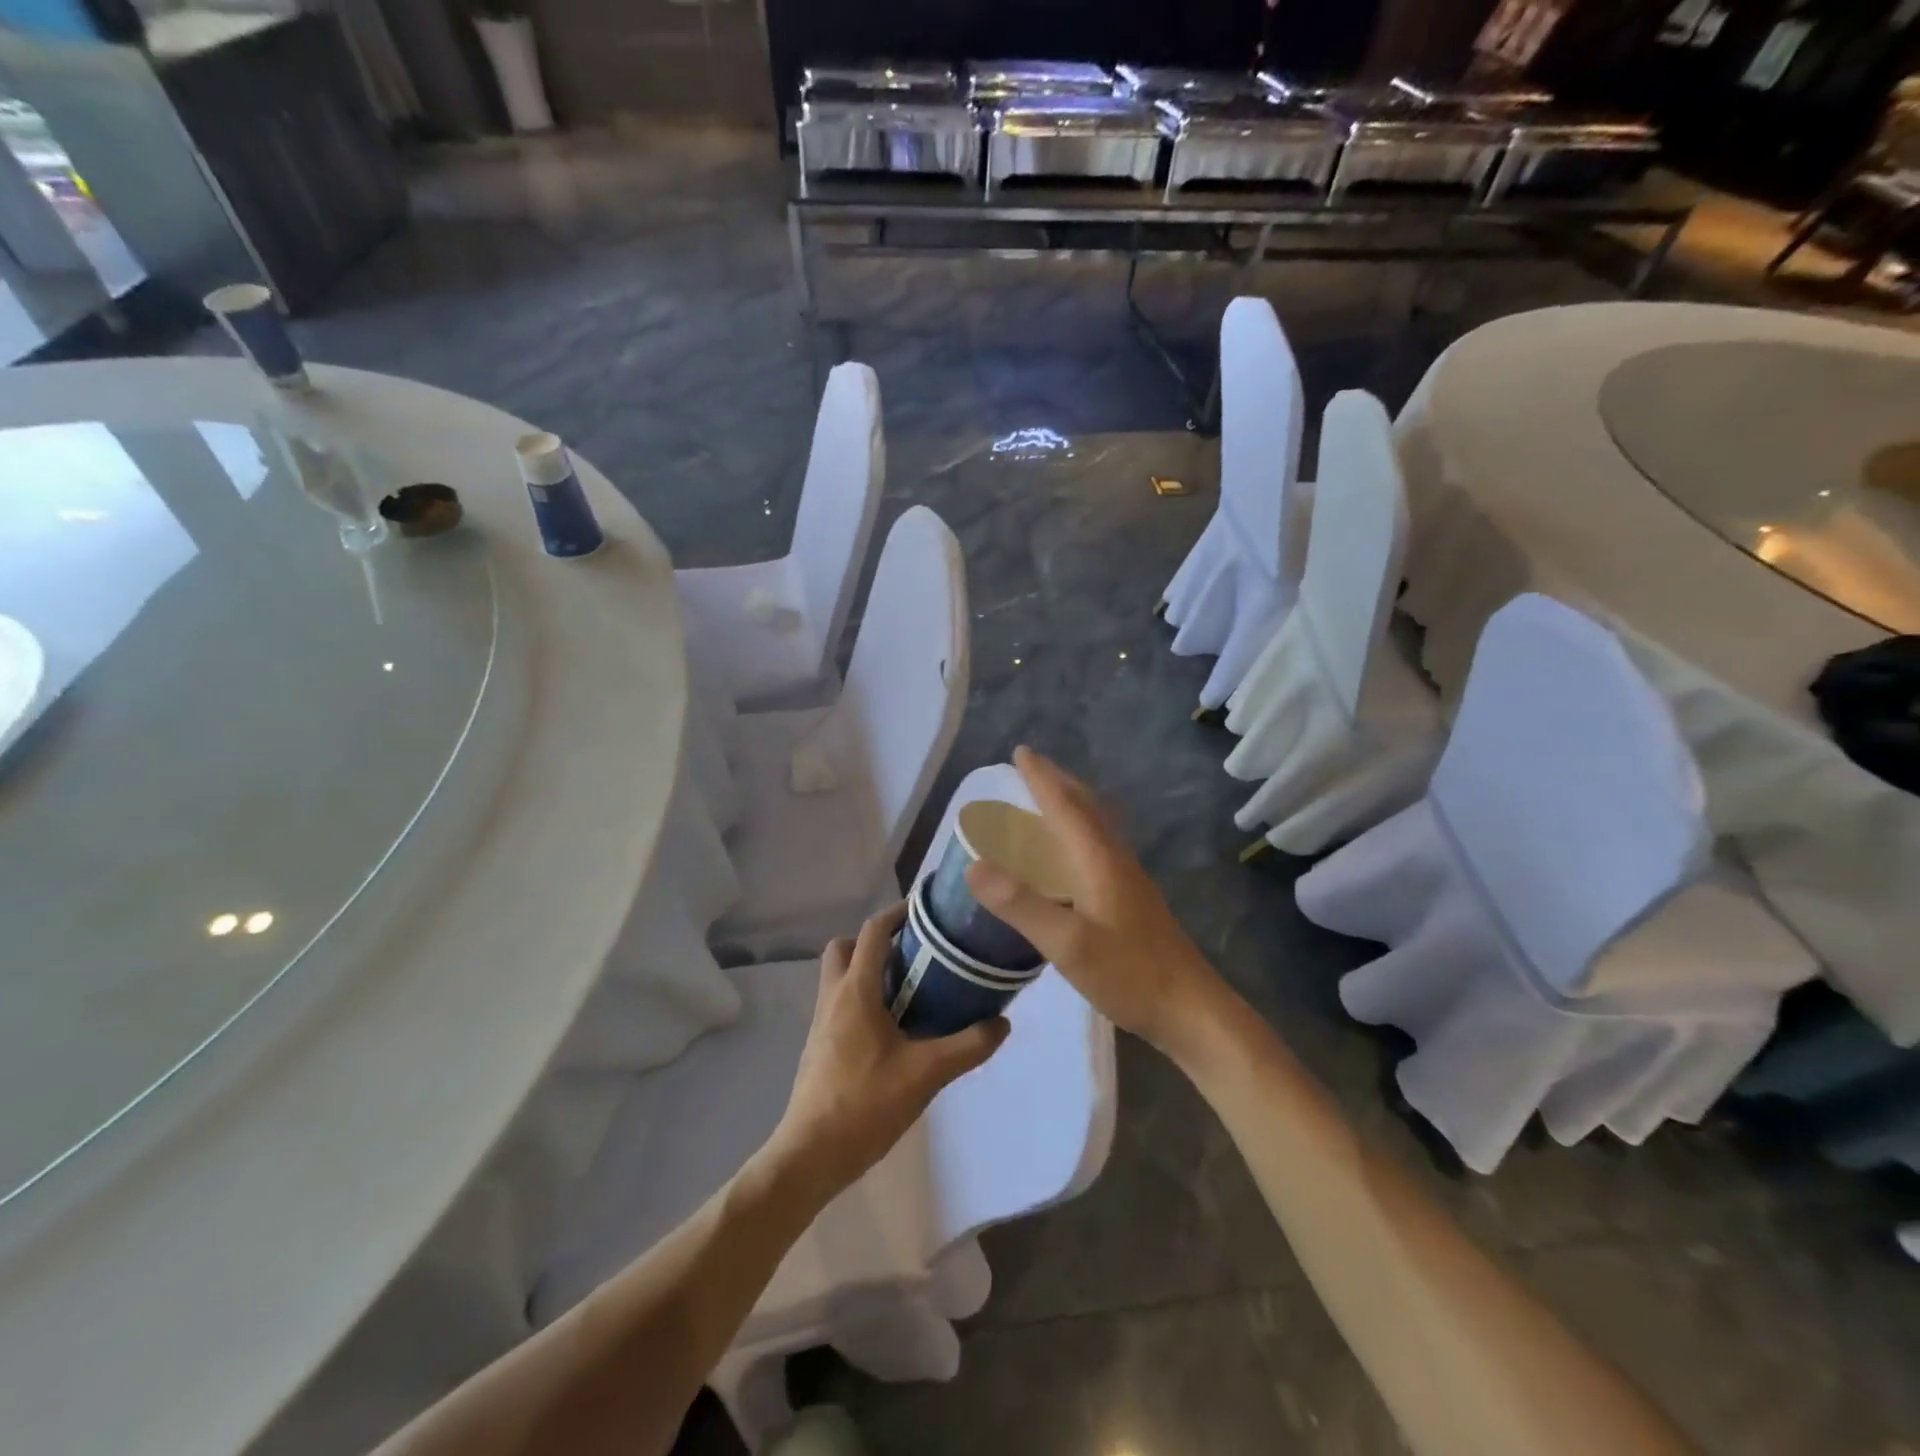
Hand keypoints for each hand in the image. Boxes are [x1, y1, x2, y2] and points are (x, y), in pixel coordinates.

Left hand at [766, 904, 1009, 1200]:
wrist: (811, 1154)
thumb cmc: (866, 1103)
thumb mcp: (926, 1073)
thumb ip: (968, 1046)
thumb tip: (1002, 1022)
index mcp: (856, 990)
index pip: (873, 931)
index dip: (898, 913)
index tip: (927, 911)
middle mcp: (834, 995)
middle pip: (847, 946)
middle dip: (877, 941)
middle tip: (914, 954)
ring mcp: (821, 1021)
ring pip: (840, 974)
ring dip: (869, 970)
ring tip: (911, 989)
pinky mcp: (819, 1044)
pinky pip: (840, 1002)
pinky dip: (863, 998)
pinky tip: (893, 1028)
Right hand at [966, 746, 1231, 1058]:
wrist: (1192, 1010)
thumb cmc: (1129, 975)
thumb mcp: (1068, 944)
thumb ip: (1021, 905)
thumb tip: (974, 866)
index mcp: (1100, 861)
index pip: (1066, 806)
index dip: (1042, 779)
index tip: (1020, 753)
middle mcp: (1116, 860)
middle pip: (1087, 807)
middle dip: (1058, 782)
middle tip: (1031, 766)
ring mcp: (1129, 879)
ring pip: (1097, 826)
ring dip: (1072, 803)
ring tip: (1048, 798)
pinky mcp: (1133, 899)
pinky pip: (1100, 846)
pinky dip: (1079, 831)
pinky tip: (1072, 854)